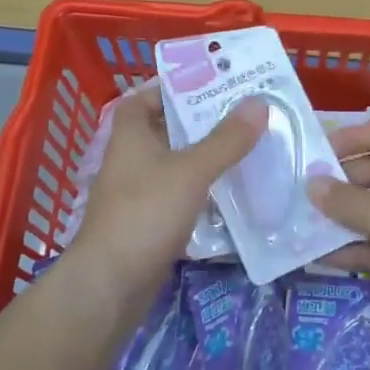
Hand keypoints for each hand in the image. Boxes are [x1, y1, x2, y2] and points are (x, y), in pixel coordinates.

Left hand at [67, 84, 266, 295]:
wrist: (111, 284)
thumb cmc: (145, 214)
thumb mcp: (190, 171)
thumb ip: (225, 139)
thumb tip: (258, 103)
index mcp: (130, 134)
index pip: (146, 97)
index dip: (174, 88)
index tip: (212, 84)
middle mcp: (131, 158)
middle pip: (167, 130)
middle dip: (202, 122)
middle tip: (244, 113)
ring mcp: (138, 192)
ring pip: (176, 164)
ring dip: (206, 157)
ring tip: (248, 146)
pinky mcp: (148, 222)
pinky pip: (179, 195)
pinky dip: (202, 190)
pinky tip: (232, 191)